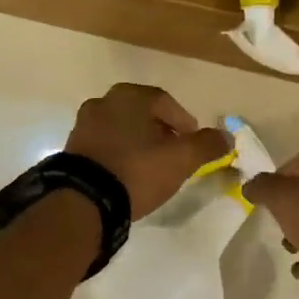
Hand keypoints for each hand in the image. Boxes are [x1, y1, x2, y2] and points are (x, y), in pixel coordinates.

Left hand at [66, 84, 230, 219]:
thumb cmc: (137, 171)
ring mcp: (84, 125)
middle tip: (174, 152)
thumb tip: (226, 136)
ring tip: (152, 165)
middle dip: (161, 131)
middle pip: (142, 114)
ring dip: (139, 142)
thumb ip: (207, 145)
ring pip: (122, 128)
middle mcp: (103, 102)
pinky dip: (119, 153)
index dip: (184, 122)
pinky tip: (128, 173)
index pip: (165, 101)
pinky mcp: (72, 149)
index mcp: (129, 96)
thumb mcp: (181, 159)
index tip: (194, 142)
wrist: (84, 201)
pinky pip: (105, 145)